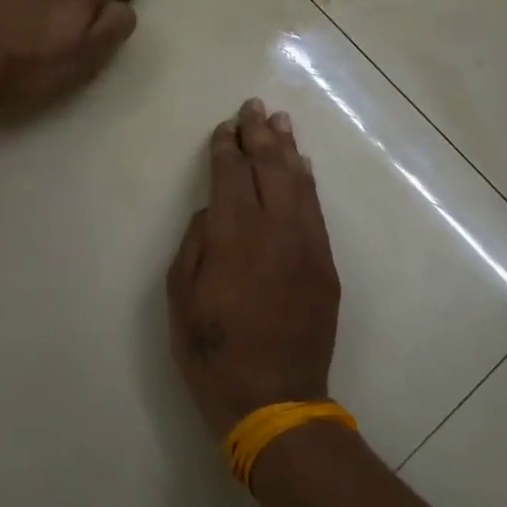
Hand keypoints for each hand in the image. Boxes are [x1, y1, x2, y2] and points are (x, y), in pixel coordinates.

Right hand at [167, 99, 340, 439]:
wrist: (275, 400)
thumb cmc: (213, 353)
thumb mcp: (181, 299)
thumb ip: (195, 245)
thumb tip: (213, 212)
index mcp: (234, 236)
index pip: (231, 176)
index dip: (226, 148)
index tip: (225, 127)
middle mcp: (276, 230)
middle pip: (270, 169)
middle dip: (259, 135)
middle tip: (253, 107)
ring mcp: (308, 246)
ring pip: (299, 184)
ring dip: (288, 150)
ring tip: (279, 122)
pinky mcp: (326, 266)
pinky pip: (317, 211)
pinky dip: (308, 183)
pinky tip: (303, 167)